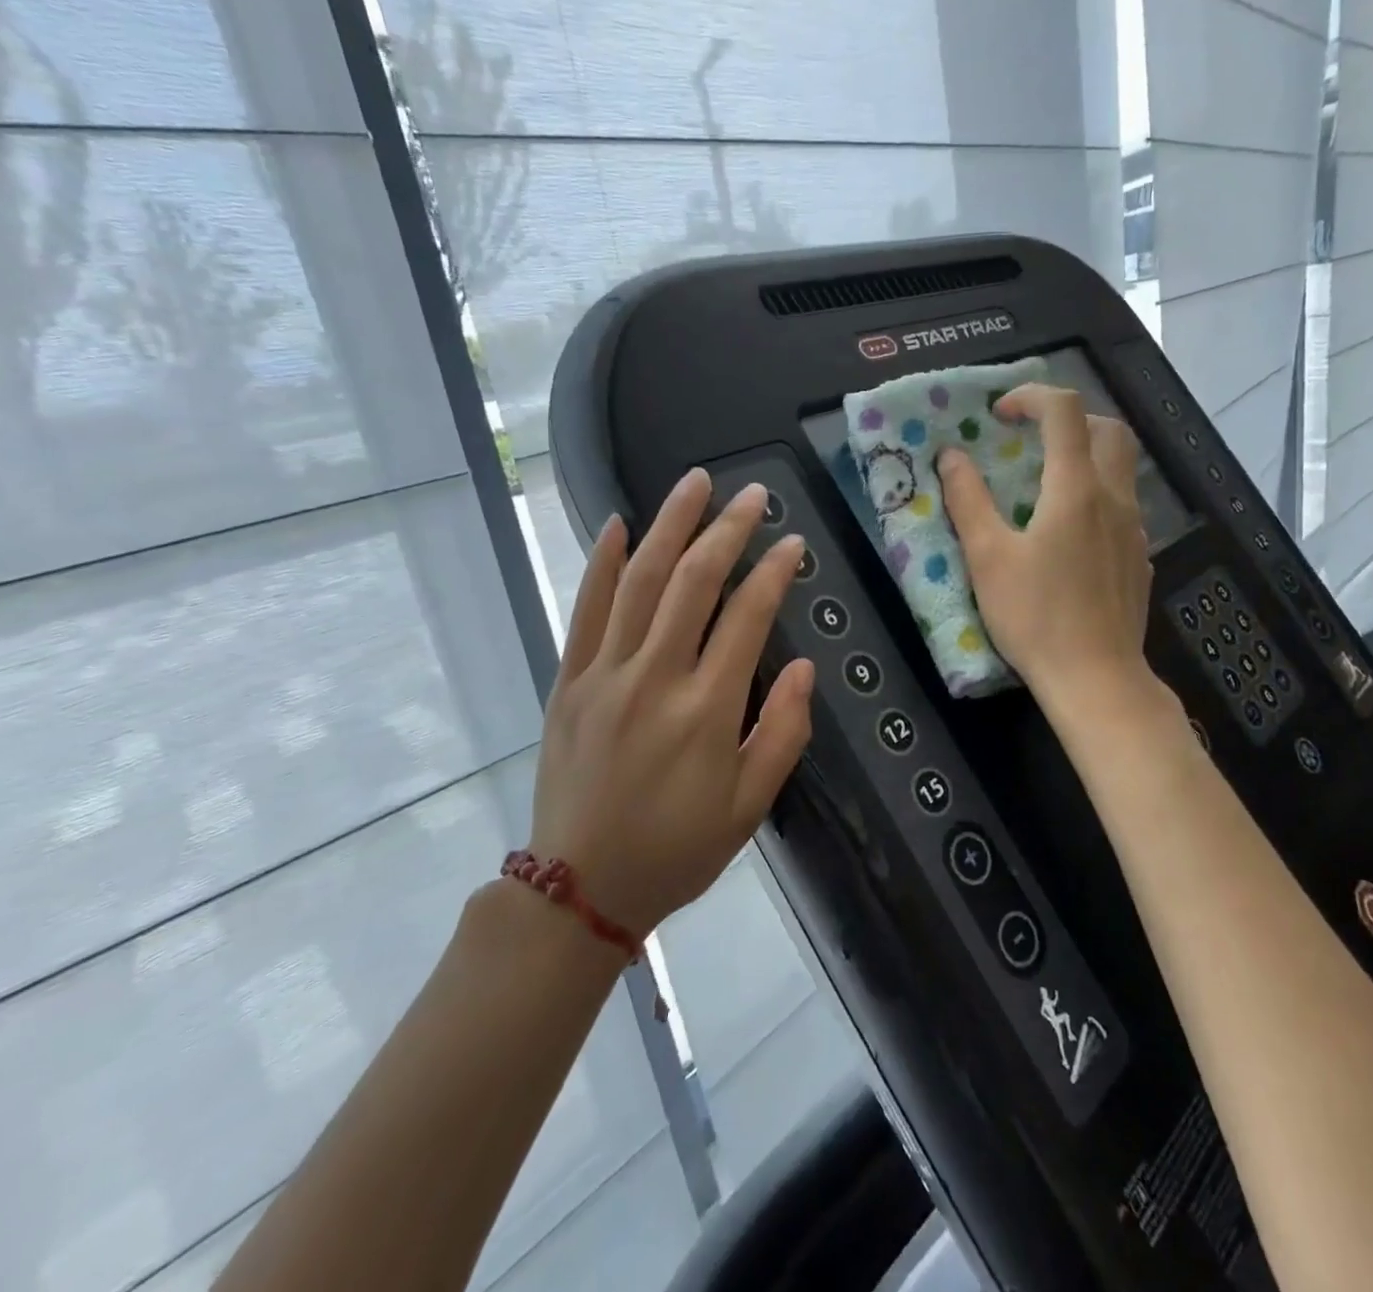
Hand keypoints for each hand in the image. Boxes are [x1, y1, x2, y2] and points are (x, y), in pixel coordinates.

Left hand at [528, 470, 814, 938]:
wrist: (580, 888)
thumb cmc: (677, 850)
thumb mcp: (750, 806)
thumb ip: (782, 732)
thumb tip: (803, 668)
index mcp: (706, 710)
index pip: (747, 617)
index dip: (773, 572)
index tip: (791, 542)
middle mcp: (655, 678)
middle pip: (694, 583)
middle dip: (727, 530)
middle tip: (752, 495)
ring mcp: (604, 674)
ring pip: (639, 581)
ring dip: (670, 526)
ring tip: (695, 483)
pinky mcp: (569, 681)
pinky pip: (585, 609)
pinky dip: (600, 562)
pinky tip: (616, 524)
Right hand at [938, 384, 1153, 705]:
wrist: (1096, 678)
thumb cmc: (1035, 617)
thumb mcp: (987, 559)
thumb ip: (968, 501)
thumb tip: (951, 457)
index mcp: (1075, 490)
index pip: (1065, 411)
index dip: (1031, 397)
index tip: (1000, 415)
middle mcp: (1114, 498)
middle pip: (1109, 428)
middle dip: (1071, 419)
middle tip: (1033, 439)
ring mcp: (1134, 529)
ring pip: (1122, 467)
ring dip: (1087, 456)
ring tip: (1047, 485)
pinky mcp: (1140, 558)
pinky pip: (1123, 506)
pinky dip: (1097, 495)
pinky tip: (1070, 534)